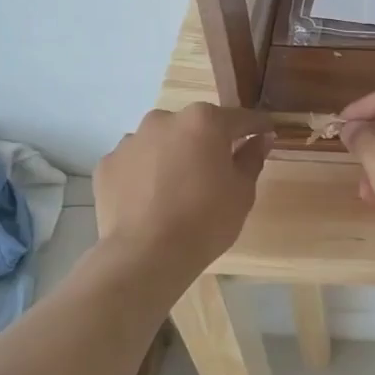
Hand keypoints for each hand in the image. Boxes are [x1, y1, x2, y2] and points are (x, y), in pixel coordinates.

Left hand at [95, 104, 273, 277]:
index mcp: (204, 121)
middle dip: (209, 142)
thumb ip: (252, 158)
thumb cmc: (205, 220)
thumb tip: (260, 139)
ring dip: (174, 155)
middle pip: (196, 126)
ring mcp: (131, 140)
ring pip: (162, 142)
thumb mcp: (242, 192)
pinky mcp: (107, 164)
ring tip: (178, 189)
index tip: (267, 134)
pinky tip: (151, 200)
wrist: (146, 255)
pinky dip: (146, 173)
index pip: (240, 118)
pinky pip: (136, 162)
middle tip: (217, 171)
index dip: (257, 127)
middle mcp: (164, 120)